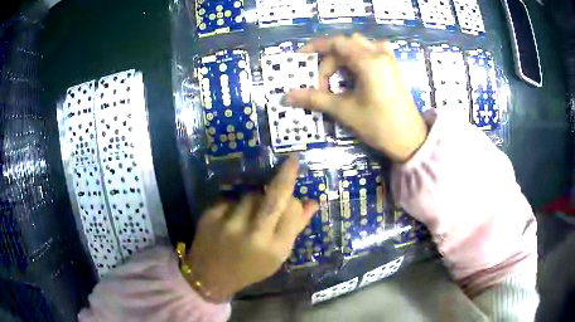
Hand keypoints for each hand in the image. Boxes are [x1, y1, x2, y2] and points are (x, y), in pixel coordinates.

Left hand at [186, 157, 317, 300]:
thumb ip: (295, 228)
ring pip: (251, 195)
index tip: (293, 197)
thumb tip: (313, 202)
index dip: (294, 202)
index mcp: (275, 249)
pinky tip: (231, 219)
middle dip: (285, 176)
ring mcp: (229, 224)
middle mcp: (254, 235)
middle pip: (274, 197)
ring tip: (249, 216)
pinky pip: (231, 199)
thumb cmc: (249, 268)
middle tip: (292, 160)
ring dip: (255, 199)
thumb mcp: (276, 257)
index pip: (292, 212)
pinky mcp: (210, 216)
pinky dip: (235, 205)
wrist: (210, 276)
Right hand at [285, 34, 427, 161]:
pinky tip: (356, 70)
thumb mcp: (344, 110)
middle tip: (321, 82)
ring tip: (336, 77)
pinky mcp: (392, 67)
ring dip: (343, 57)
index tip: (300, 60)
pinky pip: (372, 51)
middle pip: (345, 45)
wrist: (410, 140)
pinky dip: (358, 56)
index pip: (336, 43)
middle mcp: (379, 54)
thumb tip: (287, 96)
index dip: (315, 48)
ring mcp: (388, 59)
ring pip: (358, 46)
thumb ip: (315, 98)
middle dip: (329, 60)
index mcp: (368, 61)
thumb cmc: (378, 125)